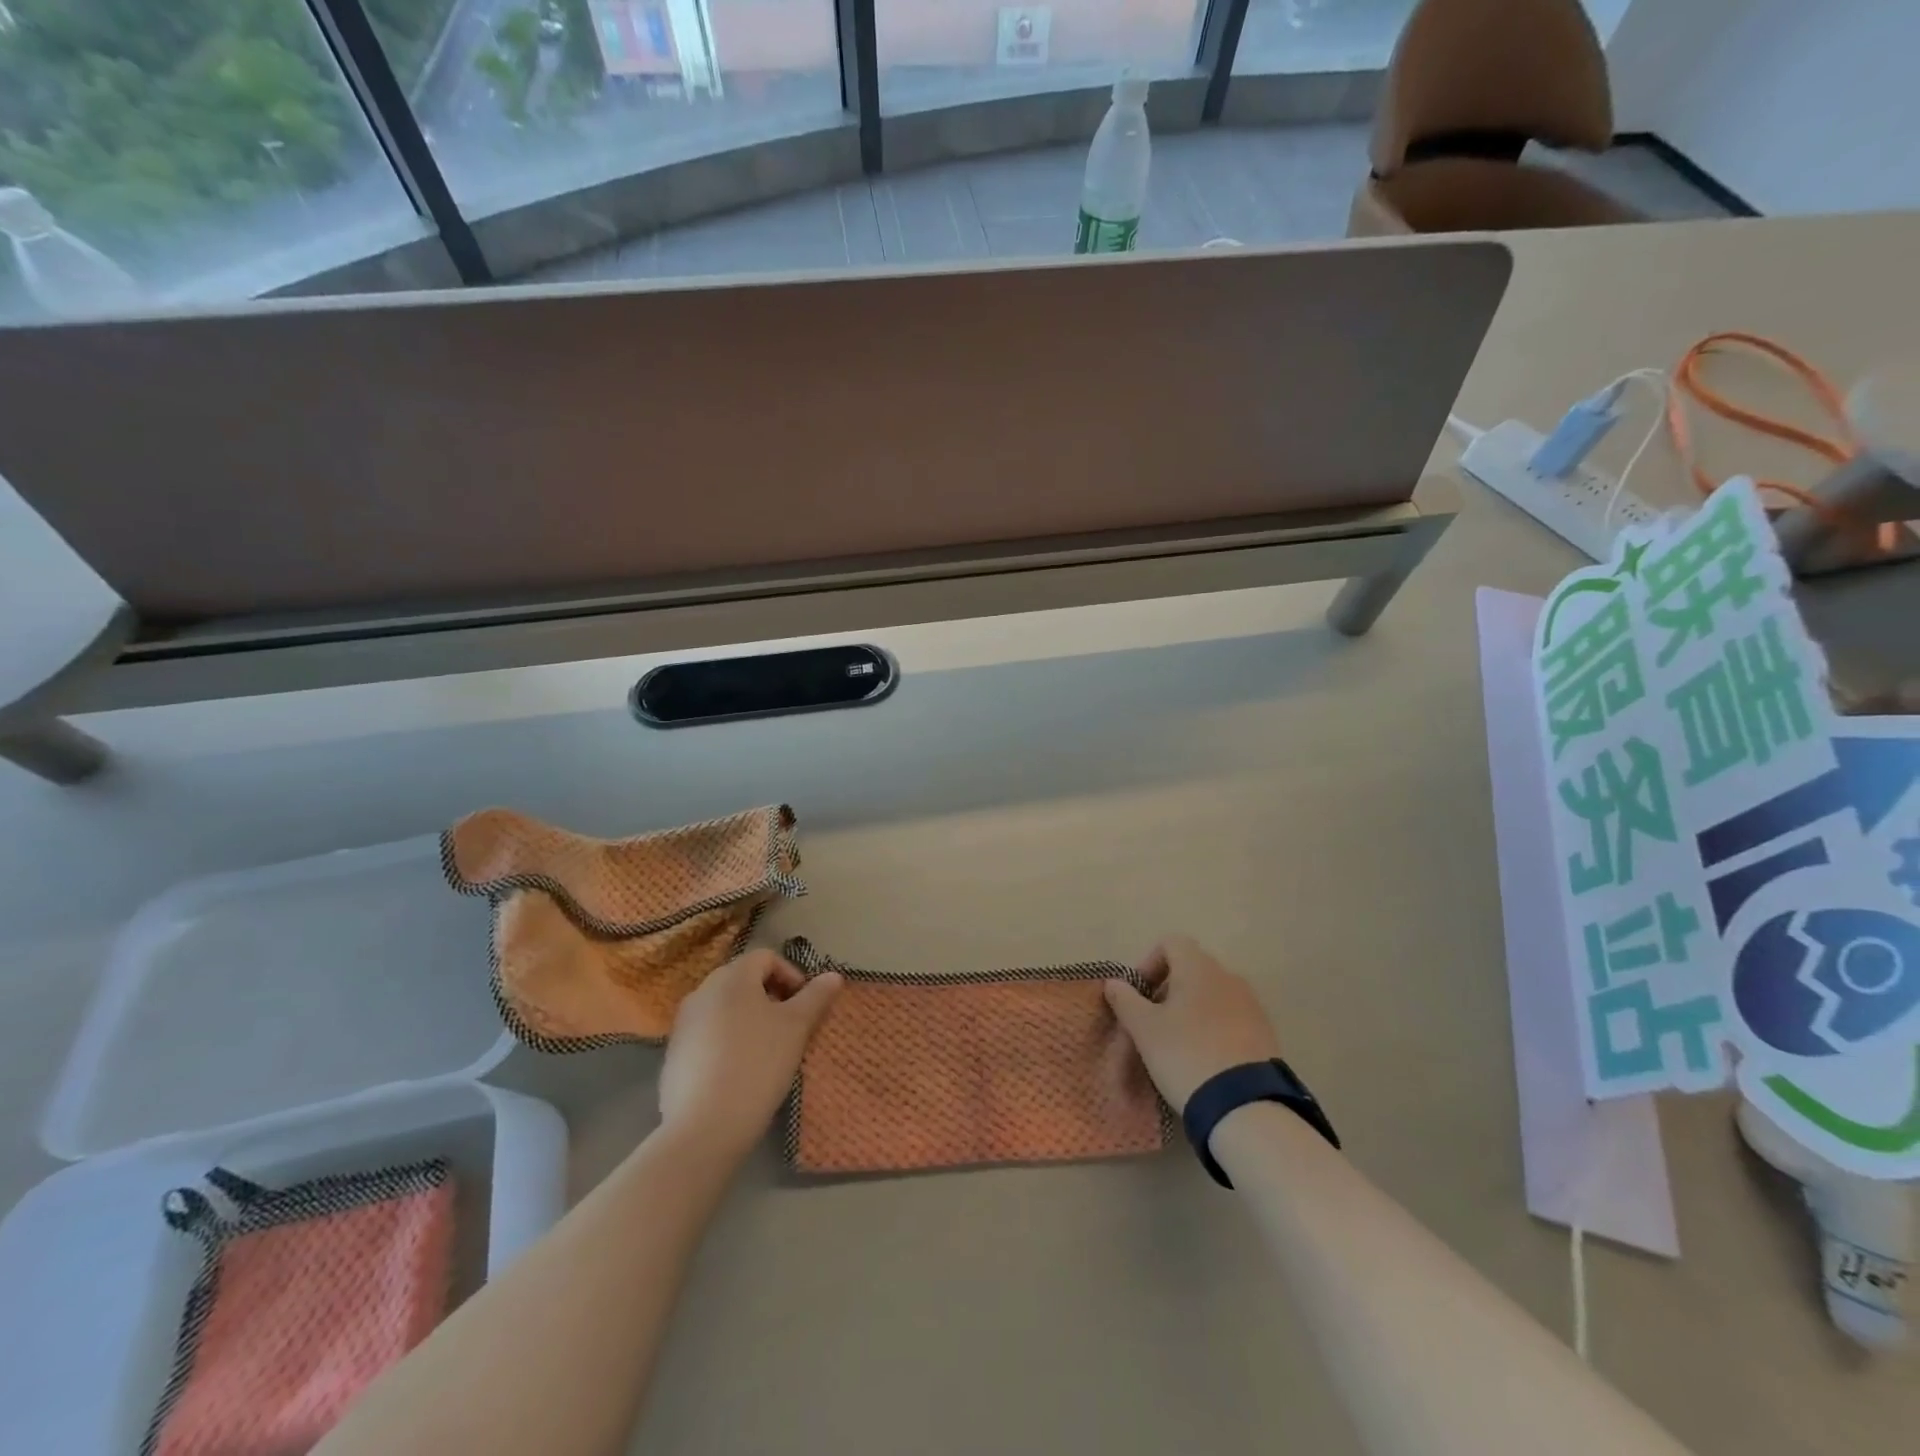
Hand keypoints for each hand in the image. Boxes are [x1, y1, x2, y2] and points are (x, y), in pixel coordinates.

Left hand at [659, 949, 843, 1159]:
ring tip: (767, 1049)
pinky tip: (739, 1070)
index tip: (806, 1005)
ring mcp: (683, 1023)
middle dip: (770, 996)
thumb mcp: (796, 1028)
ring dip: (748, 1018)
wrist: (704, 1127)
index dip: (792, 975)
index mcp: (732, 977)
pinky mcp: (673, 1054)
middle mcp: (702, 991)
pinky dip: (727, 1040)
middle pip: (743, 979)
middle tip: (790, 1026)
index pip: (766, 957)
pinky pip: (707, 1033)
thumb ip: (815, 997)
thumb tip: (834, 975)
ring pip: (724, 1007)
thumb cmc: (757, 1065)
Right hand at [1103, 935, 1280, 1109]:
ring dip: (1190, 1010)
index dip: (1148, 964)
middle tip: (1151, 1023)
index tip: (1138, 996)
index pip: (1170, 943)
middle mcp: (1228, 976)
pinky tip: (1204, 1059)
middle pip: (1190, 969)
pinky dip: (1212, 1028)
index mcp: (1198, 967)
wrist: (1245, 1106)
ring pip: (1210, 995)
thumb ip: (1125, 1000)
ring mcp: (1251, 1004)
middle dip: (1166, 991)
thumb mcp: (1144, 1029)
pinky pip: (1230, 1018)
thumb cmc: (1185, 1055)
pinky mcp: (1265, 1033)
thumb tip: (1114, 982)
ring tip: (1176, 1044)